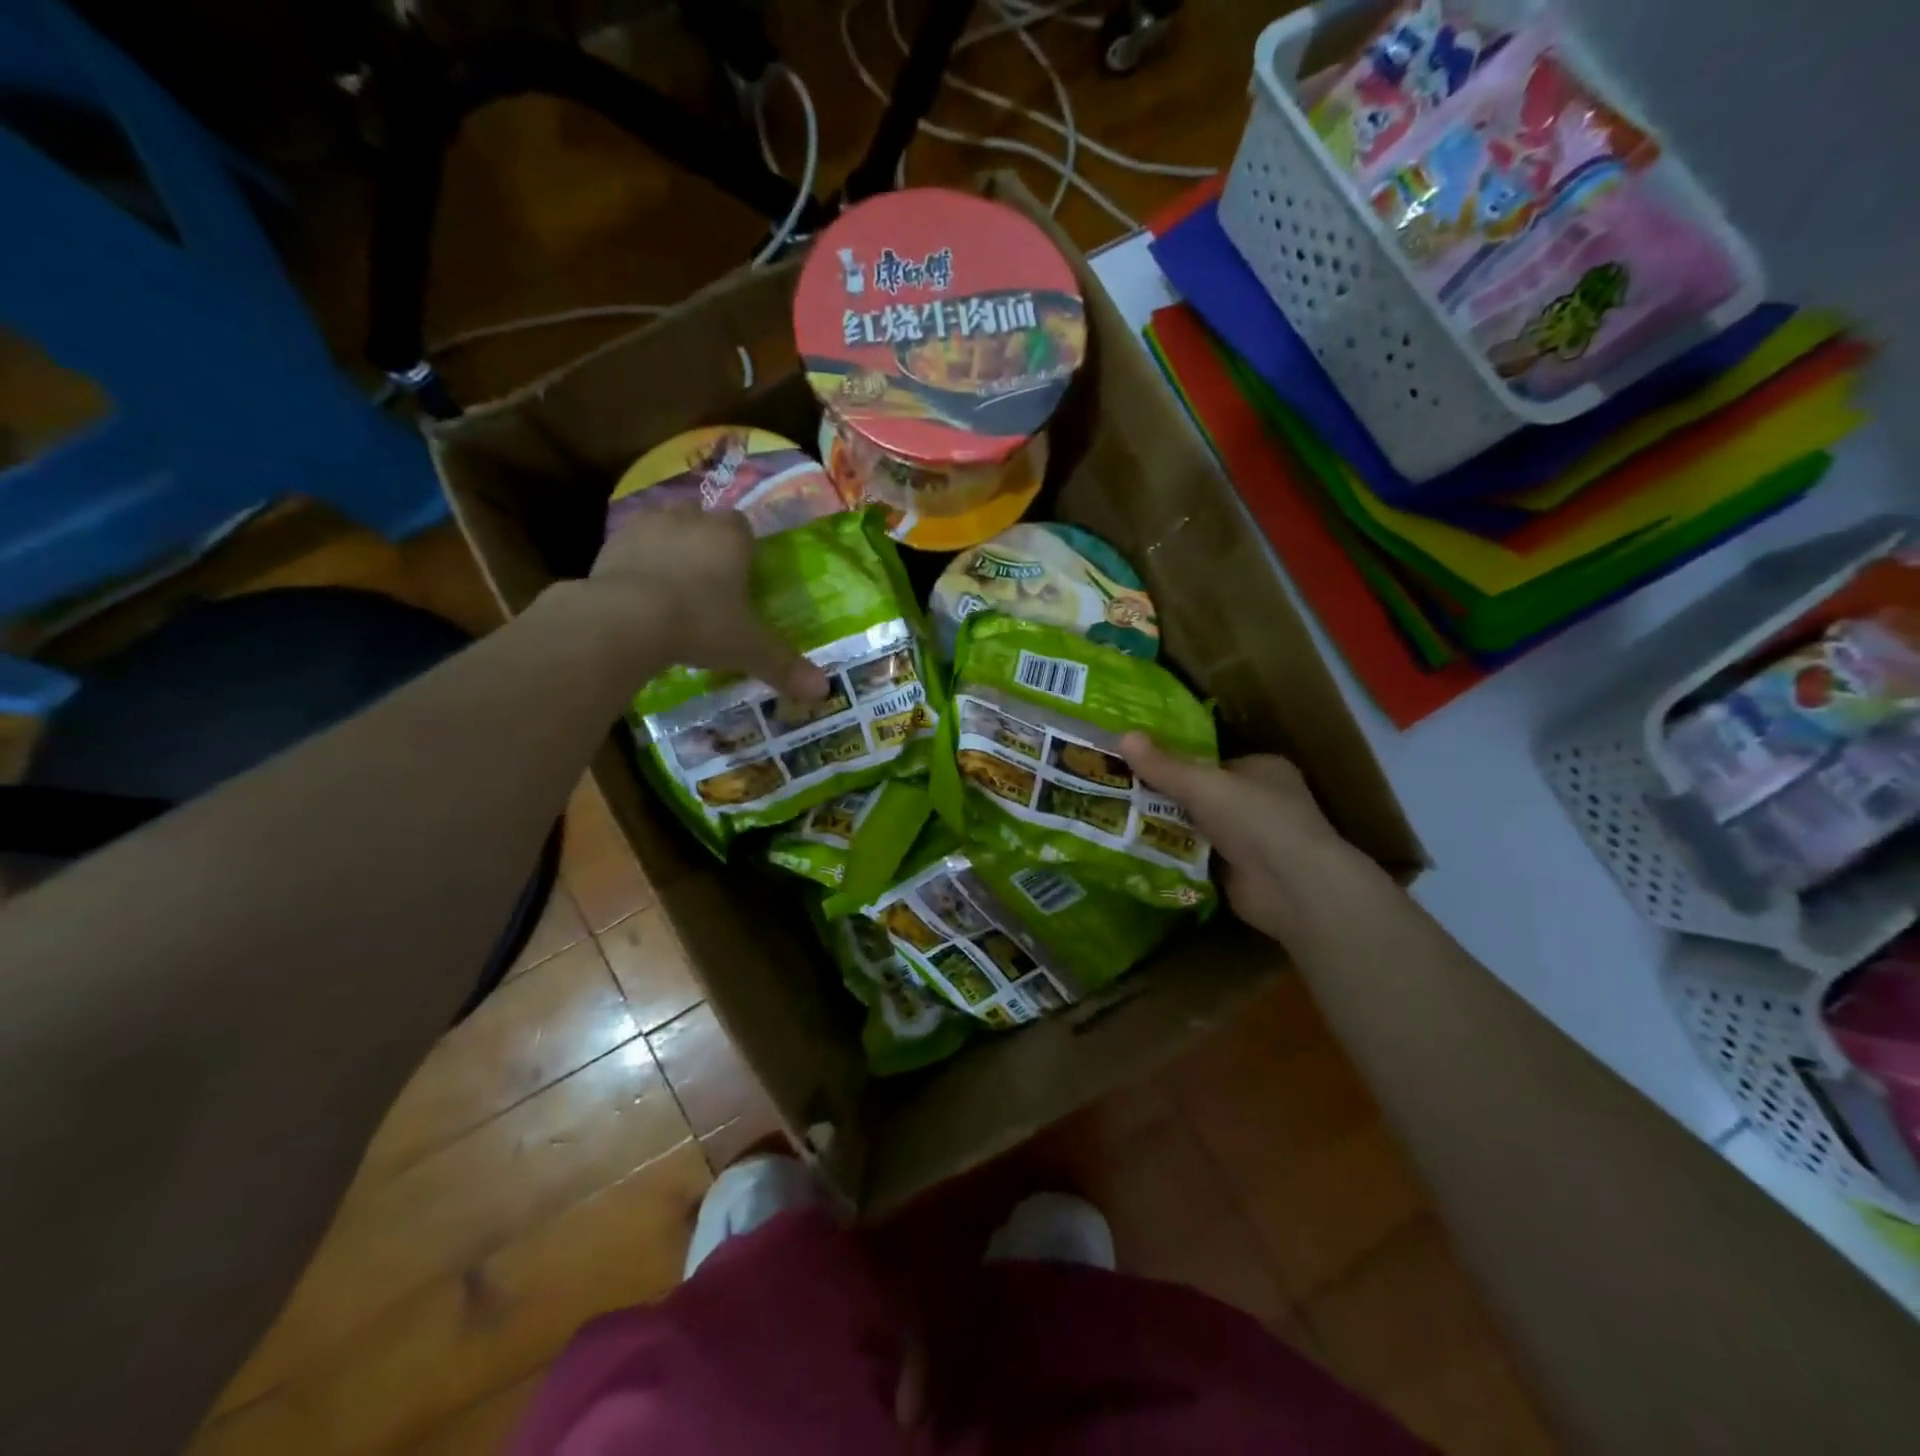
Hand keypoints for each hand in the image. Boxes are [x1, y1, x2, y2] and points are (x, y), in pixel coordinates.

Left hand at [587, 507, 826, 700]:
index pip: (743, 528)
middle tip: (707, 583)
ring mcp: (647, 525)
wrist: (625, 618)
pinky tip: (638, 594)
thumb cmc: (700, 624)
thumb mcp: (748, 649)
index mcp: (730, 536)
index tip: (741, 577)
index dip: (743, 550)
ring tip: (671, 587)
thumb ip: (784, 665)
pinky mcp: (611, 541)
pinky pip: (631, 546)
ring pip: (665, 527)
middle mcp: (690, 520)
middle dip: (705, 544)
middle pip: (703, 521)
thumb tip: (825, 692)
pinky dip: (637, 563)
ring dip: (670, 548)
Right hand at [1121, 734, 1359, 942]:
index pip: (1211, 761)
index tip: (1135, 766)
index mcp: (1262, 769)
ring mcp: (1253, 840)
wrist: (1293, 887)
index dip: (1175, 763)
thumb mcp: (1203, 784)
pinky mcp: (1241, 873)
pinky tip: (1139, 853)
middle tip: (1118, 796)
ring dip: (1167, 829)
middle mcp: (1261, 801)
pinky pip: (1198, 858)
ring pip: (1198, 828)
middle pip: (1202, 795)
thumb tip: (1122, 736)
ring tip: (1117, 821)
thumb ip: (1163, 766)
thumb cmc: (1255, 819)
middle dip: (1166, 798)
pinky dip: (1176, 857)